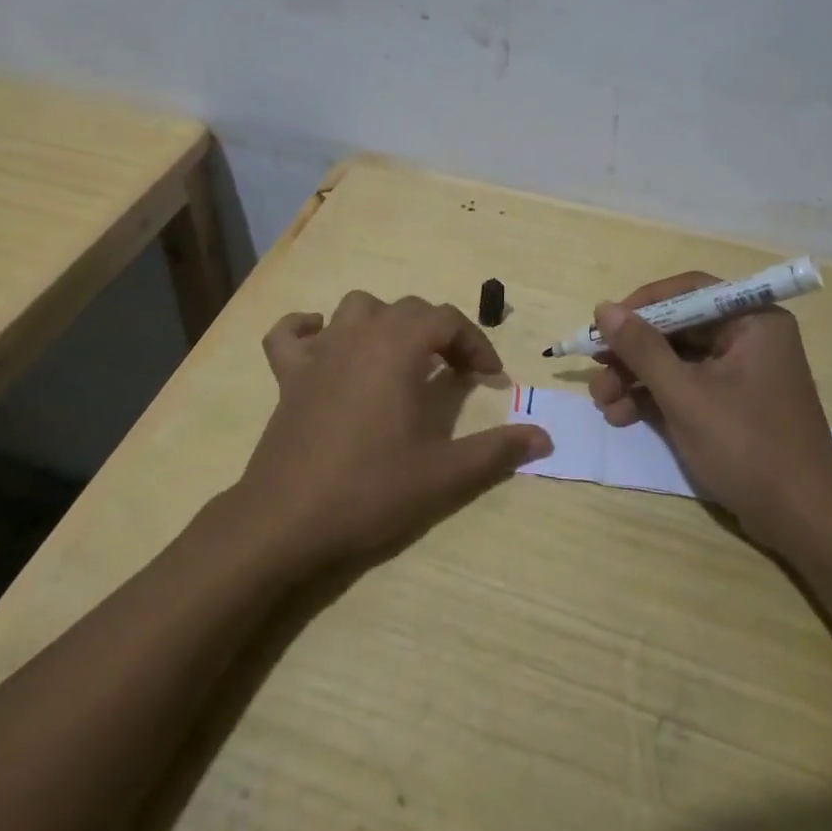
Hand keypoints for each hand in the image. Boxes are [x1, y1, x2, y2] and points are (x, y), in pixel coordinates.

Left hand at [241, 291, 550, 566]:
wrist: (286, 522)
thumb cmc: (370, 491)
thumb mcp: (444, 474)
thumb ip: (497, 450)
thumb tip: (545, 437)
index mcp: (397, 348)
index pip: (446, 320)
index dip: (475, 343)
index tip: (491, 379)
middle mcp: (358, 336)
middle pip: (408, 309)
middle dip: (439, 333)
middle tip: (455, 373)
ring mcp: (318, 353)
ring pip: (356, 308)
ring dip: (384, 323)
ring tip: (400, 358)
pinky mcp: (287, 376)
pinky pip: (290, 333)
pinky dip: (308, 329)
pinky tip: (324, 347)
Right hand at [588, 273, 831, 549]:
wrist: (804, 523)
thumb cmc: (748, 447)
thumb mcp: (686, 396)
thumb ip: (642, 349)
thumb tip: (603, 308)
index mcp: (752, 321)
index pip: (688, 291)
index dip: (642, 305)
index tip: (603, 325)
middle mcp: (749, 338)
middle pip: (677, 328)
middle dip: (632, 352)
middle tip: (596, 372)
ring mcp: (741, 373)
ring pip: (676, 360)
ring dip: (636, 378)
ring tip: (603, 403)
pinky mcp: (733, 404)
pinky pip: (686, 385)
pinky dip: (654, 397)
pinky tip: (622, 415)